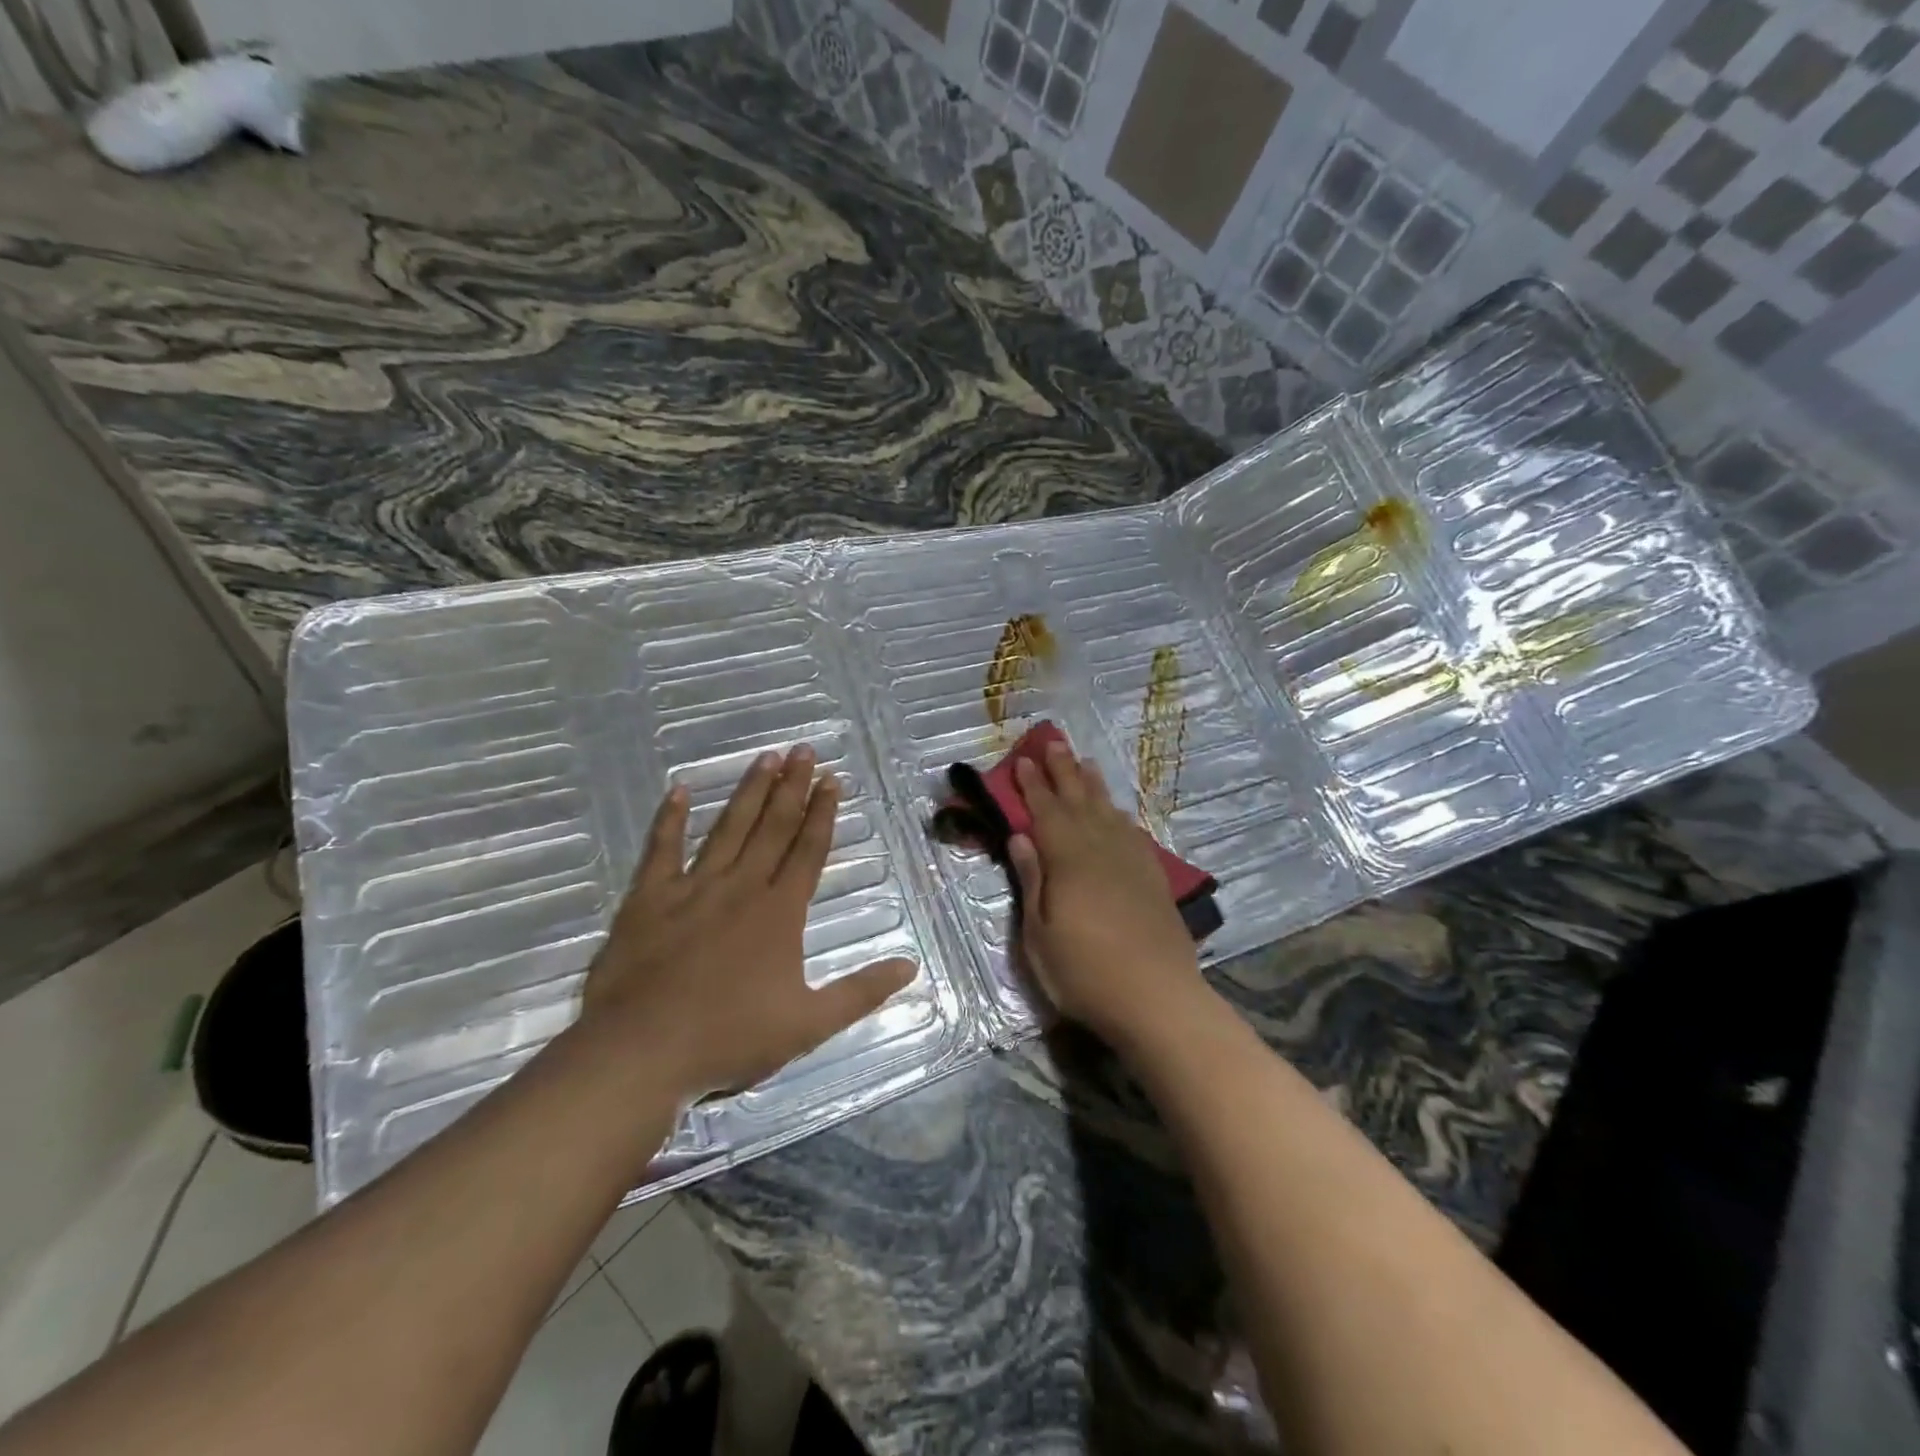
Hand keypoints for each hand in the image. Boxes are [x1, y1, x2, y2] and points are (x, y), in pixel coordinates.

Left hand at [581, 745, 916, 1102]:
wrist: (641, 1051)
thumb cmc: (729, 1038)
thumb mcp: (809, 1024)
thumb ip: (861, 992)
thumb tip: (911, 967)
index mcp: (780, 912)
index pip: (808, 850)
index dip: (823, 813)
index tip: (833, 779)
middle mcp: (741, 887)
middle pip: (773, 827)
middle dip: (792, 786)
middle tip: (804, 749)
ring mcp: (692, 888)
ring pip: (728, 828)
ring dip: (750, 791)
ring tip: (766, 757)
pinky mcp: (648, 899)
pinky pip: (661, 849)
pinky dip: (669, 819)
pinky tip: (678, 791)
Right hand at [1005, 740, 1208, 1050]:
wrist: (1158, 999)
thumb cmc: (1085, 974)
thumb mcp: (1040, 936)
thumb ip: (1032, 882)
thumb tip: (1020, 838)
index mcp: (1068, 861)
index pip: (1046, 813)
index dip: (1033, 786)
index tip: (1025, 761)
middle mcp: (1101, 851)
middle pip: (1079, 802)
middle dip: (1064, 772)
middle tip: (1054, 742)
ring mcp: (1132, 863)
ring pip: (1109, 813)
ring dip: (1094, 786)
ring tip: (1085, 763)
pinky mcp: (1153, 880)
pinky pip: (1134, 835)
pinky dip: (1122, 817)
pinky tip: (1119, 814)